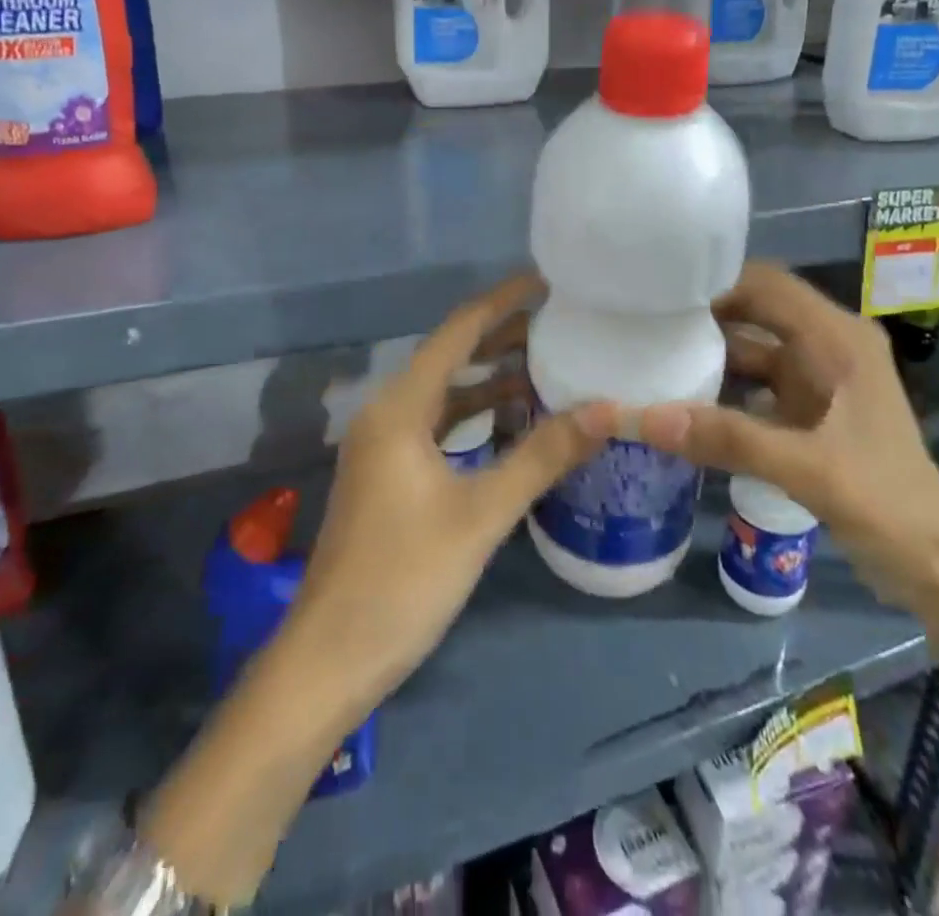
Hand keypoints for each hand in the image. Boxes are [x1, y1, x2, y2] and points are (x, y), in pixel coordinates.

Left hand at [288, 273, 615, 711]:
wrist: (331, 657)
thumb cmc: (404, 578)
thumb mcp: (481, 514)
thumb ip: (542, 456)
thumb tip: (608, 408)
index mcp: (400, 407)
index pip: (457, 332)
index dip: (501, 301)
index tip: (545, 281)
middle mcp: (388, 414)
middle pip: (451, 358)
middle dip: (502, 338)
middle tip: (561, 324)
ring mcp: (385, 447)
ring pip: (446, 396)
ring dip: (491, 381)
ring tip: (549, 367)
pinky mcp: (390, 476)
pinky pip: (439, 428)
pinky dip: (476, 419)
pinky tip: (515, 426)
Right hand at [638, 261, 938, 612]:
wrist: (934, 565)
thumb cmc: (885, 503)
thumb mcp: (806, 469)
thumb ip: (726, 439)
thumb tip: (643, 417)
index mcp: (838, 339)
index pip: (767, 285)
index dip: (716, 282)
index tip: (661, 295)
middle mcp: (828, 345)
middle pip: (755, 310)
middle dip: (704, 314)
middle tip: (645, 321)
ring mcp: (818, 377)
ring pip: (752, 347)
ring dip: (709, 352)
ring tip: (652, 353)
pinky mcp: (808, 407)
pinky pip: (755, 381)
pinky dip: (722, 386)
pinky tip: (682, 398)